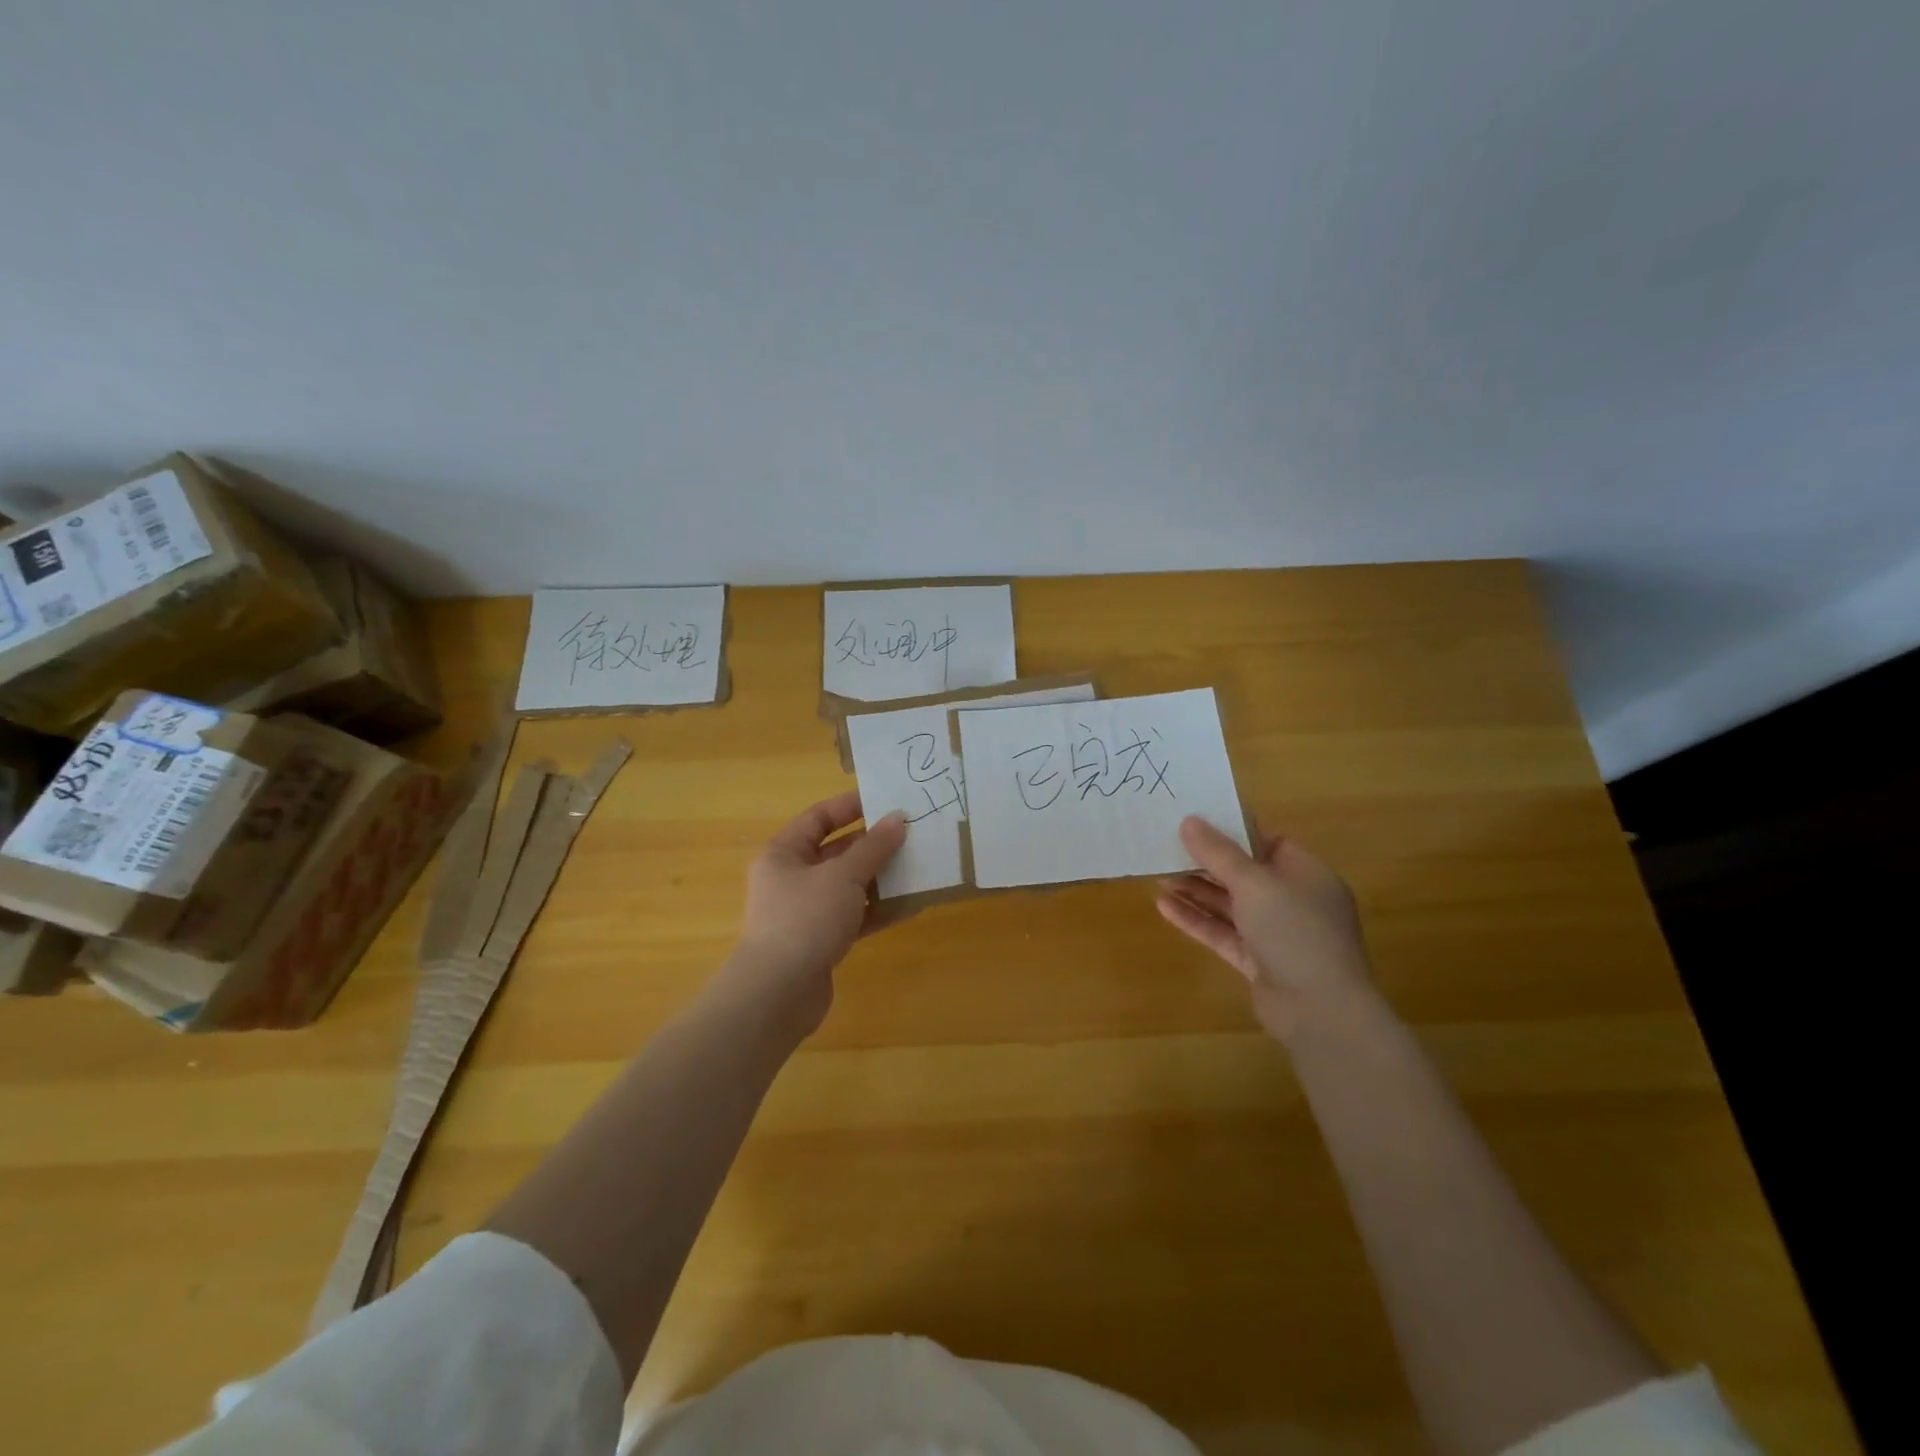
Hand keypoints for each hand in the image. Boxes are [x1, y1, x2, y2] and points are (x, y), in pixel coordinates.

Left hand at [726, 791, 906, 1033]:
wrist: (778, 994)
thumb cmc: (805, 919)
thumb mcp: (843, 876)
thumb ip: (873, 847)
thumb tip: (898, 818)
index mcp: (784, 853)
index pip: (819, 817)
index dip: (852, 806)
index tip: (888, 800)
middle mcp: (792, 878)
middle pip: (837, 851)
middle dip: (873, 844)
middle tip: (912, 834)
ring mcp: (806, 911)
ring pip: (848, 885)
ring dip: (880, 877)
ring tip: (918, 866)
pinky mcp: (821, 940)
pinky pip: (854, 916)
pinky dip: (878, 910)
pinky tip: (910, 906)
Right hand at [1156, 816, 1375, 1043]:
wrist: (1319, 1010)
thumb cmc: (1294, 931)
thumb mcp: (1254, 883)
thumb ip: (1219, 852)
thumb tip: (1189, 821)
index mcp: (1307, 874)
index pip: (1269, 843)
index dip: (1234, 834)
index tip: (1197, 826)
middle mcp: (1295, 901)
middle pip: (1246, 875)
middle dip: (1208, 864)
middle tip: (1169, 850)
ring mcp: (1277, 935)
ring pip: (1232, 906)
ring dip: (1197, 892)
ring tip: (1159, 877)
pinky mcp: (1259, 963)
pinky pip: (1224, 934)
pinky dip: (1197, 920)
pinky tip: (1164, 907)